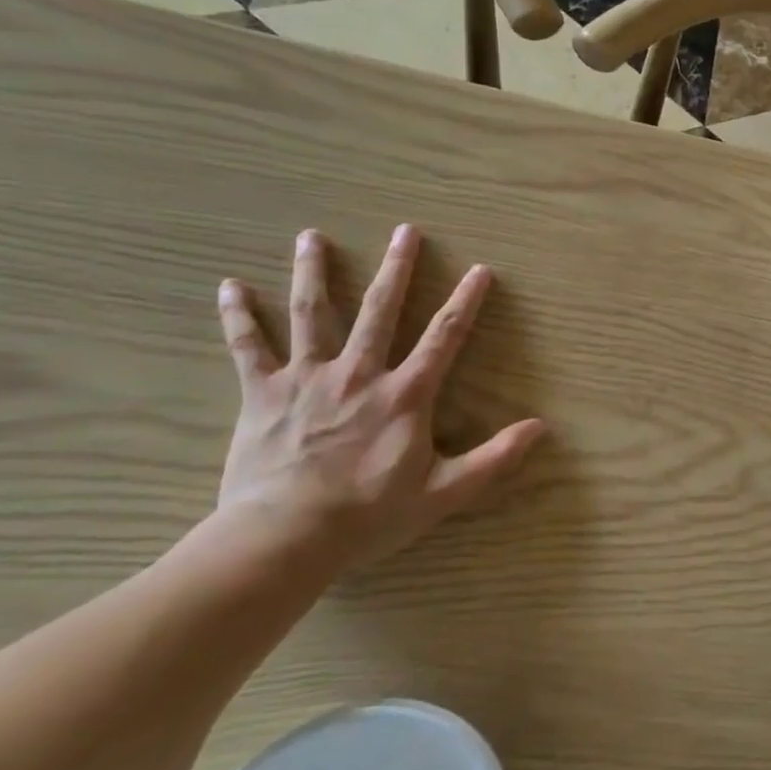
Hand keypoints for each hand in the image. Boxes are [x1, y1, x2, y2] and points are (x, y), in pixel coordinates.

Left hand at [213, 225, 544, 565]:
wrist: (283, 538)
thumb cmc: (369, 516)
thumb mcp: (444, 492)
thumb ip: (494, 459)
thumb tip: (540, 428)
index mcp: (405, 395)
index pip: (445, 337)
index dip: (466, 301)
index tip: (479, 269)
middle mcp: (360, 373)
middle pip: (381, 310)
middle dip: (397, 268)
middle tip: (405, 231)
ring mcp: (308, 379)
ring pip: (312, 314)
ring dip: (314, 272)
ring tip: (312, 236)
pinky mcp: (263, 394)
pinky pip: (249, 348)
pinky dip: (239, 316)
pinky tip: (230, 286)